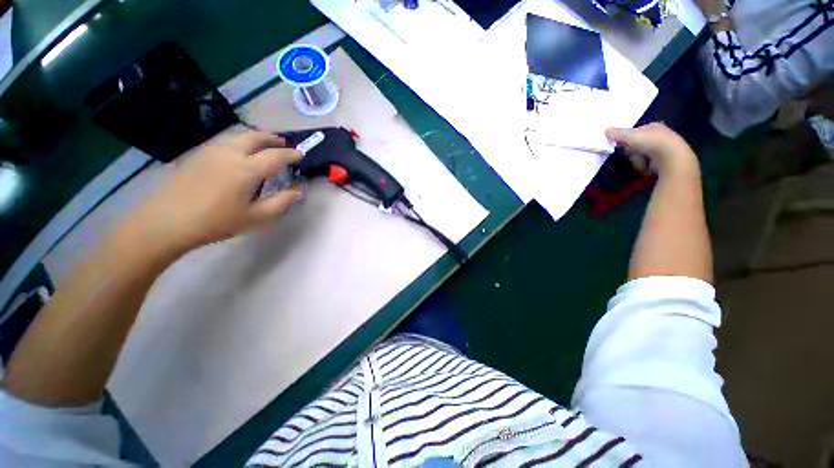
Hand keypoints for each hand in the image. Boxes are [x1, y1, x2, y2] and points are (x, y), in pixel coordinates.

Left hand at [122, 129, 302, 257]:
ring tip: (264, 143)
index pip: (276, 156)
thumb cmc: (217, 221)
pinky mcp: (198, 153)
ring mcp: (211, 150)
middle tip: (283, 143)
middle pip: (255, 137)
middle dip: (272, 138)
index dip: (290, 154)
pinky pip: (225, 139)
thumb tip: (299, 192)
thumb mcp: (256, 217)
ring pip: (238, 134)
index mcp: (247, 169)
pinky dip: (239, 140)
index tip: (300, 154)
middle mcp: (231, 153)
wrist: (168, 221)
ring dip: (256, 136)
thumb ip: (281, 202)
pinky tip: (240, 150)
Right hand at [605, 123, 698, 177]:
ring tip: (642, 162)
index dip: (628, 139)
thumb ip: (617, 133)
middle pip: (637, 145)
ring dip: (637, 160)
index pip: (636, 132)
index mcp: (653, 126)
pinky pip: (648, 164)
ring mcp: (663, 148)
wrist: (672, 157)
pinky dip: (645, 166)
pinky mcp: (664, 161)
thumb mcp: (630, 136)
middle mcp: (660, 135)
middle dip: (632, 152)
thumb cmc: (651, 142)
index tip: (622, 145)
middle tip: (632, 154)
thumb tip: (605, 130)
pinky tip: (648, 167)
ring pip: (641, 155)